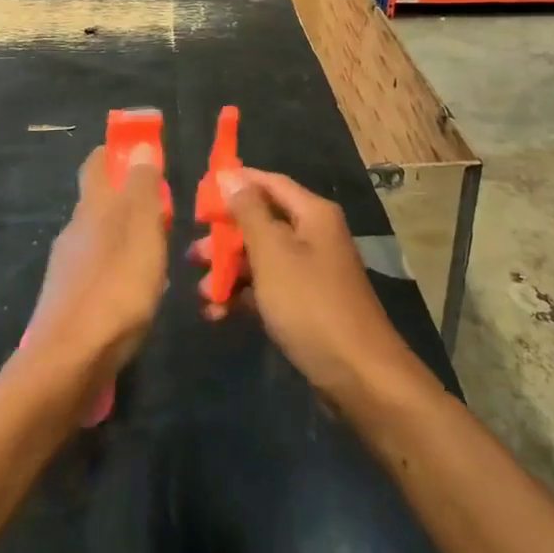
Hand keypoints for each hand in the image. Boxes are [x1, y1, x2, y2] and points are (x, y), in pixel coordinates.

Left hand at [24, 144, 168, 389]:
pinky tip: (136, 291)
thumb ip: (143, 188)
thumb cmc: (116, 287)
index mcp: (92, 207)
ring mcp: (66, 267)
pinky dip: (118, 269)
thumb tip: (139, 147)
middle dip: (128, 199)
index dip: (116, 153)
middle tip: (163, 211)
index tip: (140, 152)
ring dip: (125, 237)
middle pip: (99, 201)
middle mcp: (74, 230)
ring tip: (158, 254)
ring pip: (100, 238)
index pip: (97, 164)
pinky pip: (97, 270)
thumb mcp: (142, 230)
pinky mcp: (66, 300)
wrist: (68, 362)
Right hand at [192, 168, 422, 406]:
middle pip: (262, 223)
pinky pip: (268, 289)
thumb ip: (248, 212)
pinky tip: (217, 314)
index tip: (198, 197)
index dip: (235, 185)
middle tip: (194, 255)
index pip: (268, 183)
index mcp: (312, 214)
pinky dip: (243, 297)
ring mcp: (311, 272)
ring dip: (229, 272)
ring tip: (203, 293)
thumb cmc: (310, 304)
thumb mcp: (273, 253)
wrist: (359, 376)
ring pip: (261, 259)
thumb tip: (230, 176)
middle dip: (225, 238)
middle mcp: (314, 235)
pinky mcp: (306, 305)